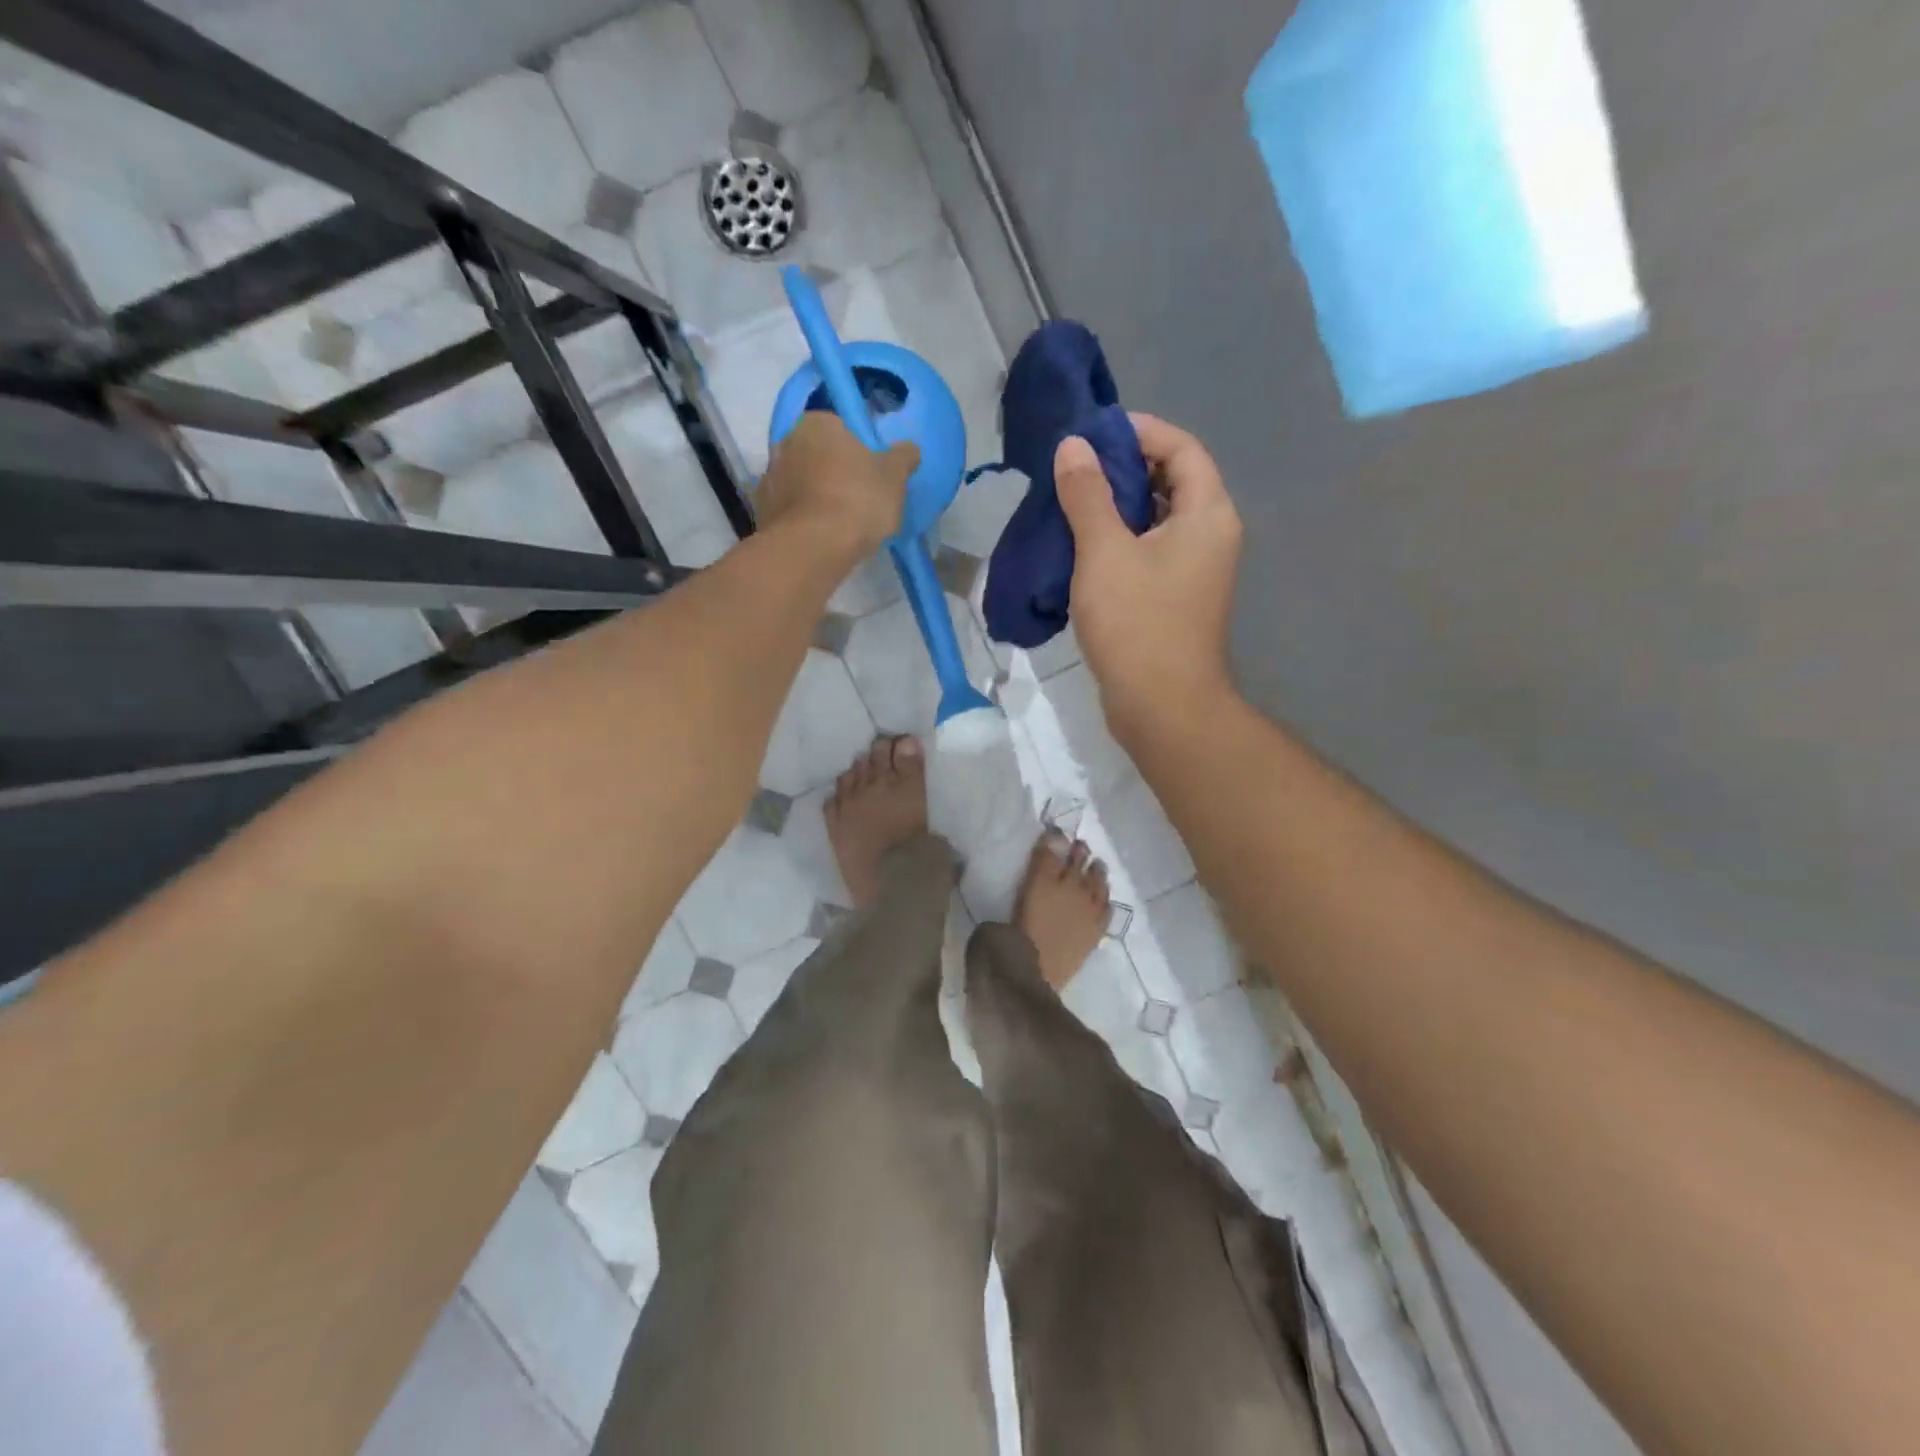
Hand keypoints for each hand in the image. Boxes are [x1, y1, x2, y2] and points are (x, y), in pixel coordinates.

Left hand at [755, 412, 918, 555]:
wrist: (813, 547)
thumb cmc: (857, 499)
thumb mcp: (894, 476)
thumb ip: (903, 457)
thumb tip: (908, 449)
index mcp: (817, 423)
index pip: (839, 427)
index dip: (857, 450)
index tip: (870, 473)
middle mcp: (785, 442)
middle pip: (817, 455)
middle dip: (833, 472)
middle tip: (858, 499)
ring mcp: (768, 478)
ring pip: (801, 483)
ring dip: (816, 497)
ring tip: (840, 525)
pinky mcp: (762, 512)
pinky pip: (790, 511)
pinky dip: (803, 520)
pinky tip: (821, 539)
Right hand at [1055, 413, 1242, 731]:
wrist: (1162, 706)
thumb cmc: (1137, 623)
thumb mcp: (1104, 552)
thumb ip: (1087, 495)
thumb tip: (1074, 446)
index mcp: (1207, 514)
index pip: (1183, 448)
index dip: (1141, 431)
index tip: (1094, 432)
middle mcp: (1211, 535)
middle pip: (1174, 481)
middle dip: (1127, 467)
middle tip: (1076, 467)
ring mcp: (1196, 570)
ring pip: (1159, 519)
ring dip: (1119, 505)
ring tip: (1072, 501)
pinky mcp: (1177, 598)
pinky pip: (1151, 550)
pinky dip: (1121, 539)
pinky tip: (1083, 546)